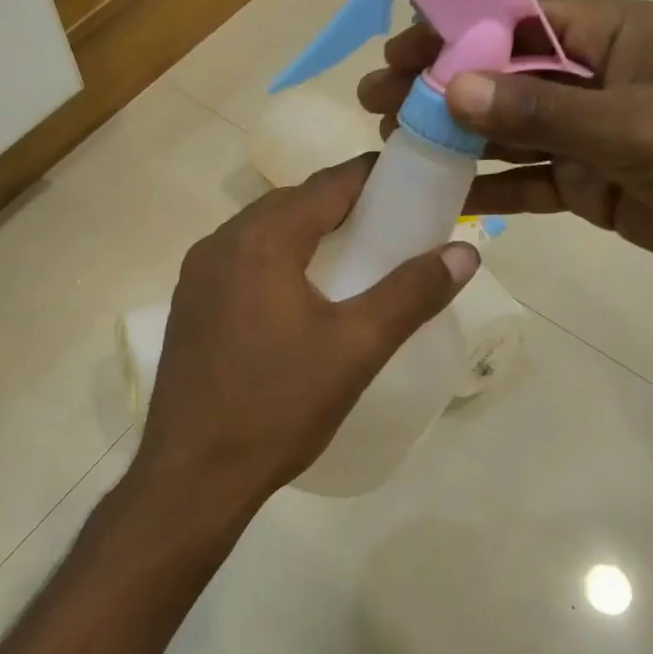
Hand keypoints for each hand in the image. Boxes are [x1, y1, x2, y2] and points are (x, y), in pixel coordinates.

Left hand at [136, 157, 478, 514]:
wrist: (194, 475)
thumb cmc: (279, 406)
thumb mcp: (356, 348)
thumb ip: (412, 293)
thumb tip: (465, 252)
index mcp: (261, 240)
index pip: (328, 184)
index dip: (374, 177)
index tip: (413, 184)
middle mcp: (220, 243)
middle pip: (293, 203)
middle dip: (343, 205)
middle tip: (391, 226)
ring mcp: (196, 276)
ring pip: (262, 232)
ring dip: (307, 233)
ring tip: (353, 258)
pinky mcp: (188, 306)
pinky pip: (241, 262)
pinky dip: (277, 260)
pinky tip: (299, 295)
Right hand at [357, 0, 652, 290]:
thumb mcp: (635, 125)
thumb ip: (543, 110)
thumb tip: (452, 88)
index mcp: (610, 36)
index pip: (516, 20)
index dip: (453, 33)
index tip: (397, 51)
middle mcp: (591, 79)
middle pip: (500, 76)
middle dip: (438, 88)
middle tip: (375, 102)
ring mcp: (587, 135)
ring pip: (506, 131)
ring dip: (453, 138)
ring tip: (390, 147)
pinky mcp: (589, 185)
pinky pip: (526, 181)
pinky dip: (487, 187)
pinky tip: (441, 195)